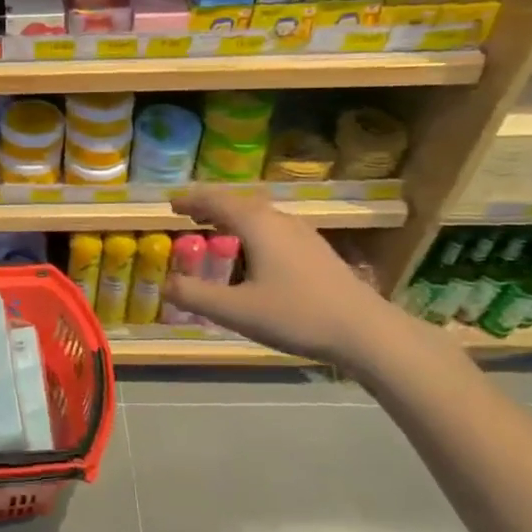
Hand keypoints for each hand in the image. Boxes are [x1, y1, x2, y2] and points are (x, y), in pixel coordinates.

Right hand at [165, 186, 412, 370]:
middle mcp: (279, 220)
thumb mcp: (236, 310)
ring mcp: (303, 234)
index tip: (169, 204)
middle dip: (210, 206)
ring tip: (215, 230)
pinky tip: (254, 253)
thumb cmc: (297, 315)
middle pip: (238, 203)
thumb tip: (164, 283)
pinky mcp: (317, 251)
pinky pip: (273, 228)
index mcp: (257, 224)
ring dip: (232, 217)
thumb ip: (195, 295)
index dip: (190, 199)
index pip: (215, 200)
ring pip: (259, 215)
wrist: (367, 332)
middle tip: (187, 215)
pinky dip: (251, 230)